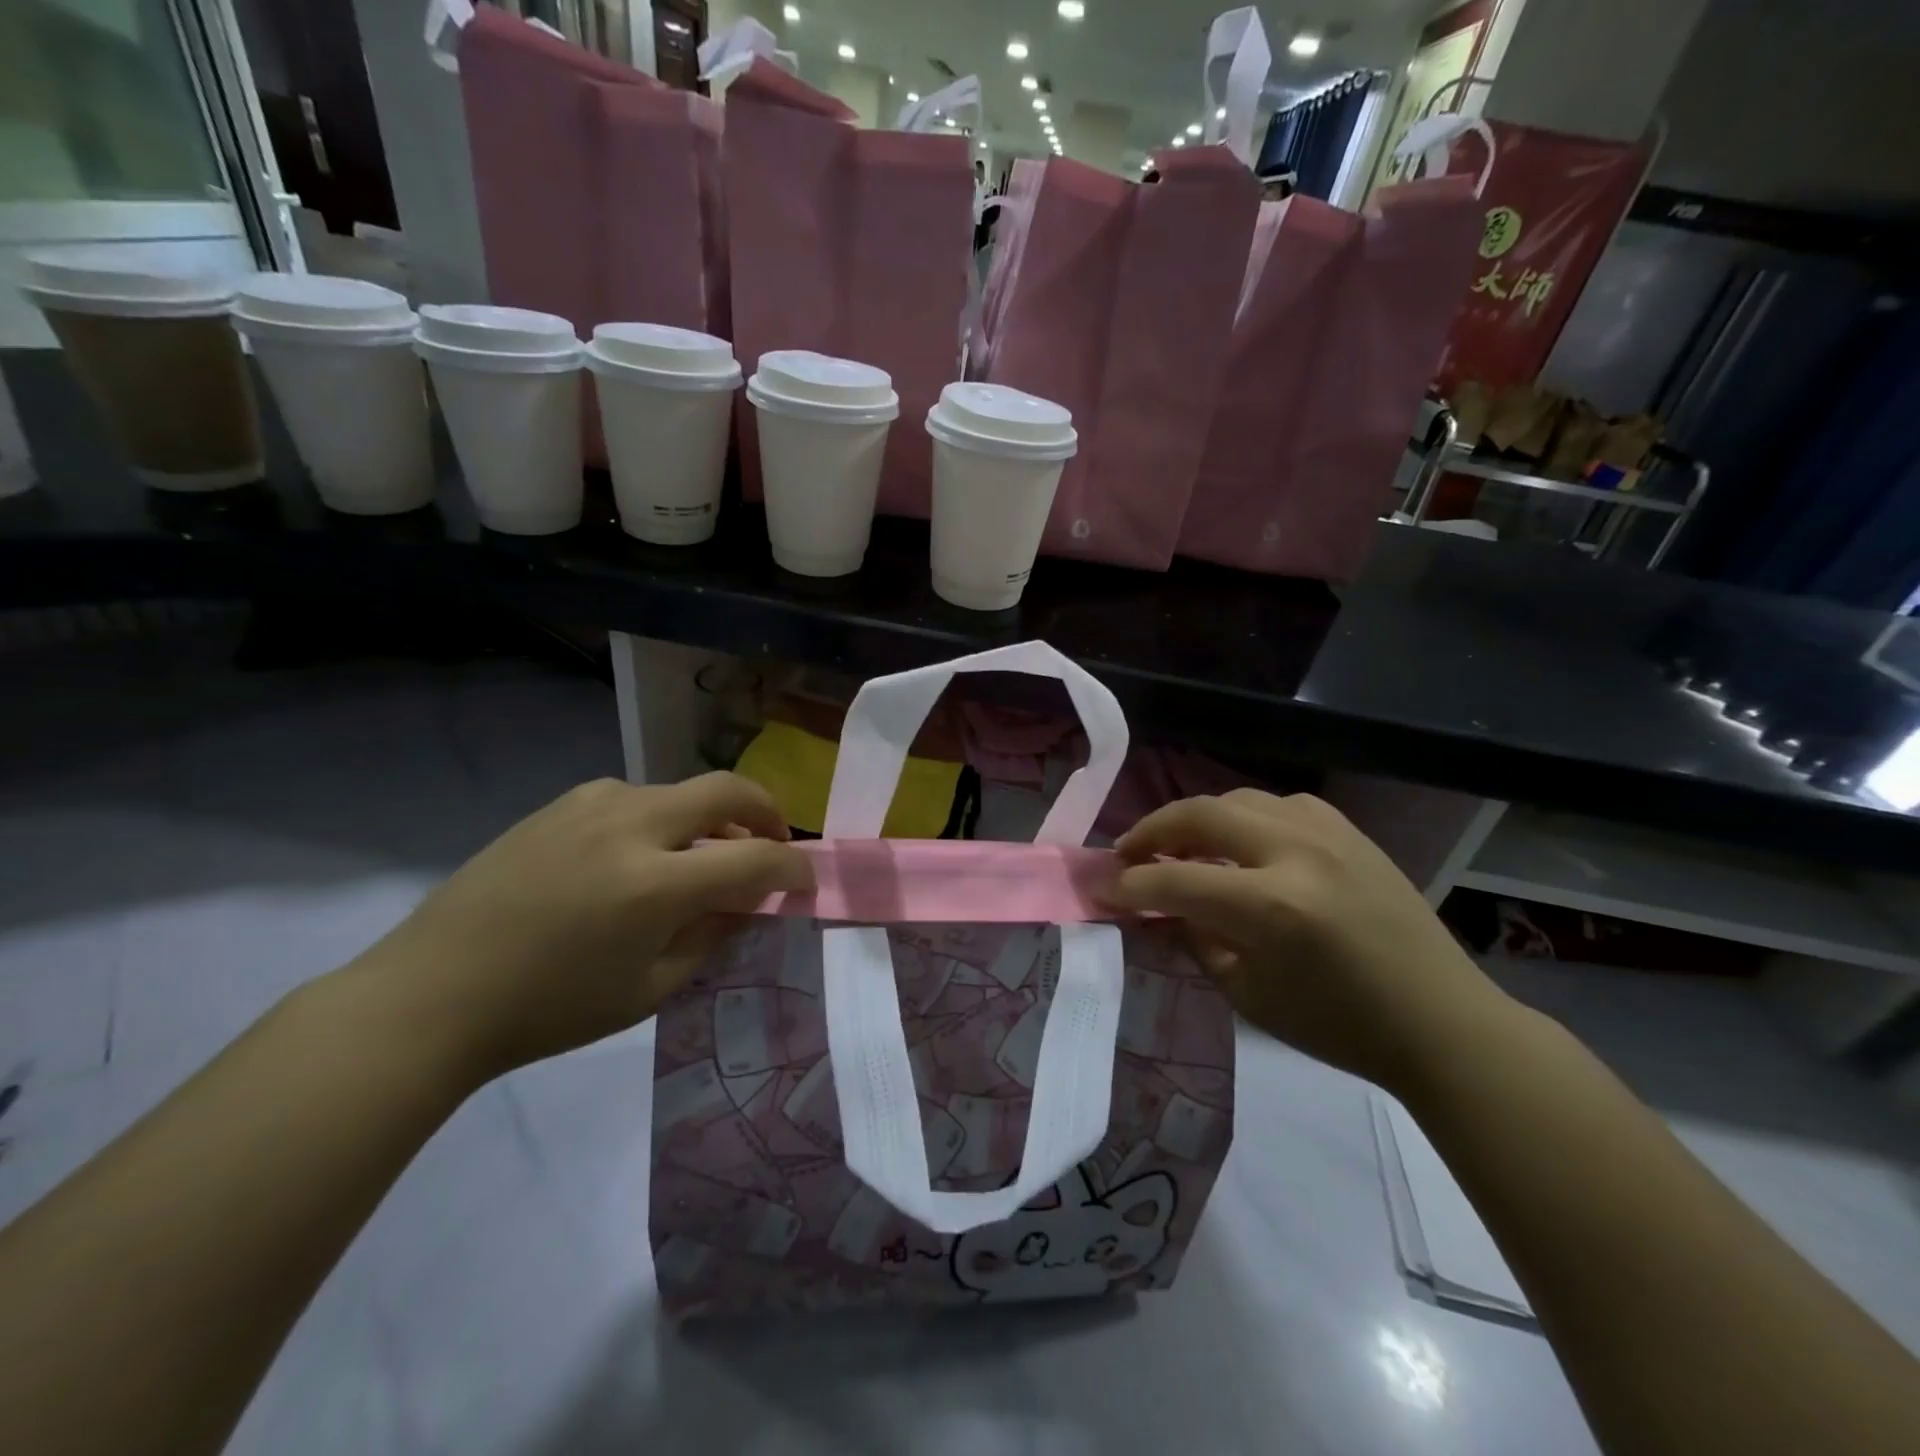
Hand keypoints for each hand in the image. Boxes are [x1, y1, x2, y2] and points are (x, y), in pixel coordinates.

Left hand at [346, 774, 811, 1082]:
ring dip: (712, 817)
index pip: (754, 859)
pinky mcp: (561, 804)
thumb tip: (750, 899)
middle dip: (767, 812)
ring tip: (704, 858)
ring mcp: (591, 805)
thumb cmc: (549, 1008)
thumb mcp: (649, 989)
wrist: (432, 994)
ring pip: (680, 790)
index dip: (792, 868)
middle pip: (727, 791)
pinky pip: (636, 797)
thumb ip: (713, 935)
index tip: (805, 882)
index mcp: (654, 884)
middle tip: (774, 843)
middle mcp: (630, 826)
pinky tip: (641, 856)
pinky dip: (664, 819)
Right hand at [1105, 790, 1514, 1091]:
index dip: (1129, 885)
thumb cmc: (1338, 1025)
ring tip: (1180, 845)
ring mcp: (1328, 834)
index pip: (1175, 880)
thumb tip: (1154, 906)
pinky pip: (1280, 805)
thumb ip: (1193, 938)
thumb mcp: (1247, 994)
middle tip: (1128, 853)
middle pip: (1199, 814)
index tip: (1101, 888)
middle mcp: (1296, 853)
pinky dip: (1245, 818)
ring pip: (1237, 799)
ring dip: (1197, 819)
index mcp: (1272, 906)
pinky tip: (1242, 844)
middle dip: (1151, 831)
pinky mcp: (1349, 832)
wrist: (1441, 1022)